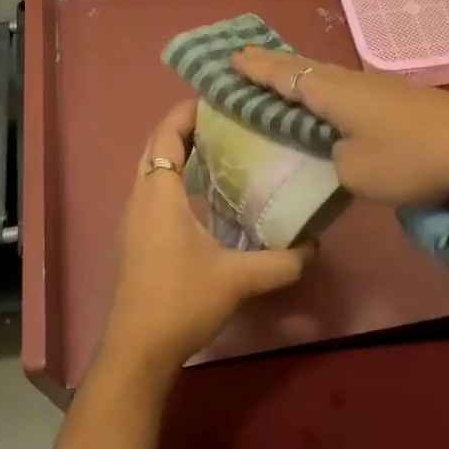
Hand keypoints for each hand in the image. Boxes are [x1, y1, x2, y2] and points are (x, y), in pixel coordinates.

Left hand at [96, 100, 309, 382]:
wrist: (137, 351)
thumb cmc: (181, 301)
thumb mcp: (238, 278)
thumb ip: (281, 261)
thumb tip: (315, 246)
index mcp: (158, 194)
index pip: (166, 135)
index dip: (186, 112)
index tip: (216, 98)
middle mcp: (140, 199)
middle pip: (155, 147)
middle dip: (183, 128)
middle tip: (223, 120)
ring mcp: (133, 220)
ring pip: (151, 170)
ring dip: (177, 153)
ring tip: (218, 148)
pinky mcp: (135, 240)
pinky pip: (152, 191)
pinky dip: (173, 178)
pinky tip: (205, 195)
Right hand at [231, 47, 448, 205]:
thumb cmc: (409, 158)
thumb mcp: (355, 172)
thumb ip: (332, 159)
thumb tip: (336, 149)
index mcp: (334, 93)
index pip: (284, 76)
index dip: (256, 69)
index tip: (230, 58)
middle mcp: (352, 81)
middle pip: (304, 68)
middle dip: (273, 65)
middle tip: (246, 59)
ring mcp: (379, 87)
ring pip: (327, 77)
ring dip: (300, 77)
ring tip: (280, 79)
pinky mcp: (400, 99)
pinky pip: (348, 89)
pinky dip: (325, 91)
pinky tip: (328, 101)